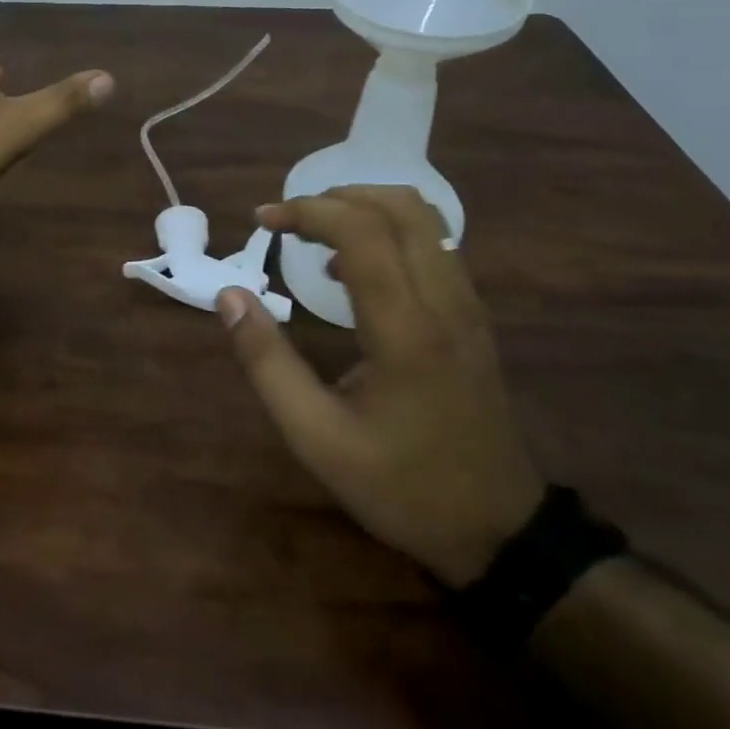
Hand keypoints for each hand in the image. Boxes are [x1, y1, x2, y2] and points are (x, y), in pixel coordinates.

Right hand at [216, 186, 543, 587]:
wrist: (499, 532)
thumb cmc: (401, 486)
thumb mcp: (316, 437)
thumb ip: (267, 362)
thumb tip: (230, 296)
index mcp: (407, 330)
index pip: (362, 232)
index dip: (307, 212)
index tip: (263, 221)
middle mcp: (446, 303)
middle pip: (401, 207)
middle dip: (337, 197)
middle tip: (290, 220)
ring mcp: (469, 308)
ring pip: (425, 220)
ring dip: (366, 209)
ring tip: (317, 236)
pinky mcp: (474, 318)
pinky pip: (435, 246)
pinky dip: (390, 232)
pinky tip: (354, 270)